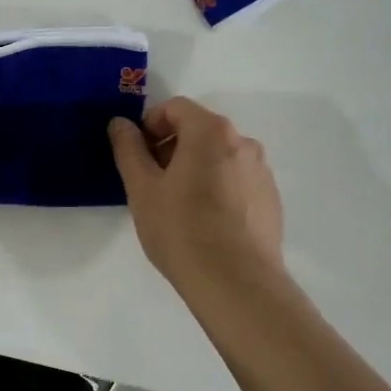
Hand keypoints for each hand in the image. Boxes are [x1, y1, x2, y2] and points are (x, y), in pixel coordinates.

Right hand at [109, 98, 284, 291]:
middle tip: (151, 182)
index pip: (176, 108)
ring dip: (194, 168)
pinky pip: (236, 180)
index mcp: (211, 132)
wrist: (236, 283)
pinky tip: (204, 223)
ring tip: (176, 206)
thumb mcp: (142, 188)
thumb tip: (120, 123)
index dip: (150, 124)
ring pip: (219, 157)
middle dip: (171, 147)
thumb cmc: (181, 229)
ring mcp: (261, 172)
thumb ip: (129, 149)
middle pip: (199, 130)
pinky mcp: (270, 200)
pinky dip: (216, 188)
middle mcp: (243, 142)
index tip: (137, 154)